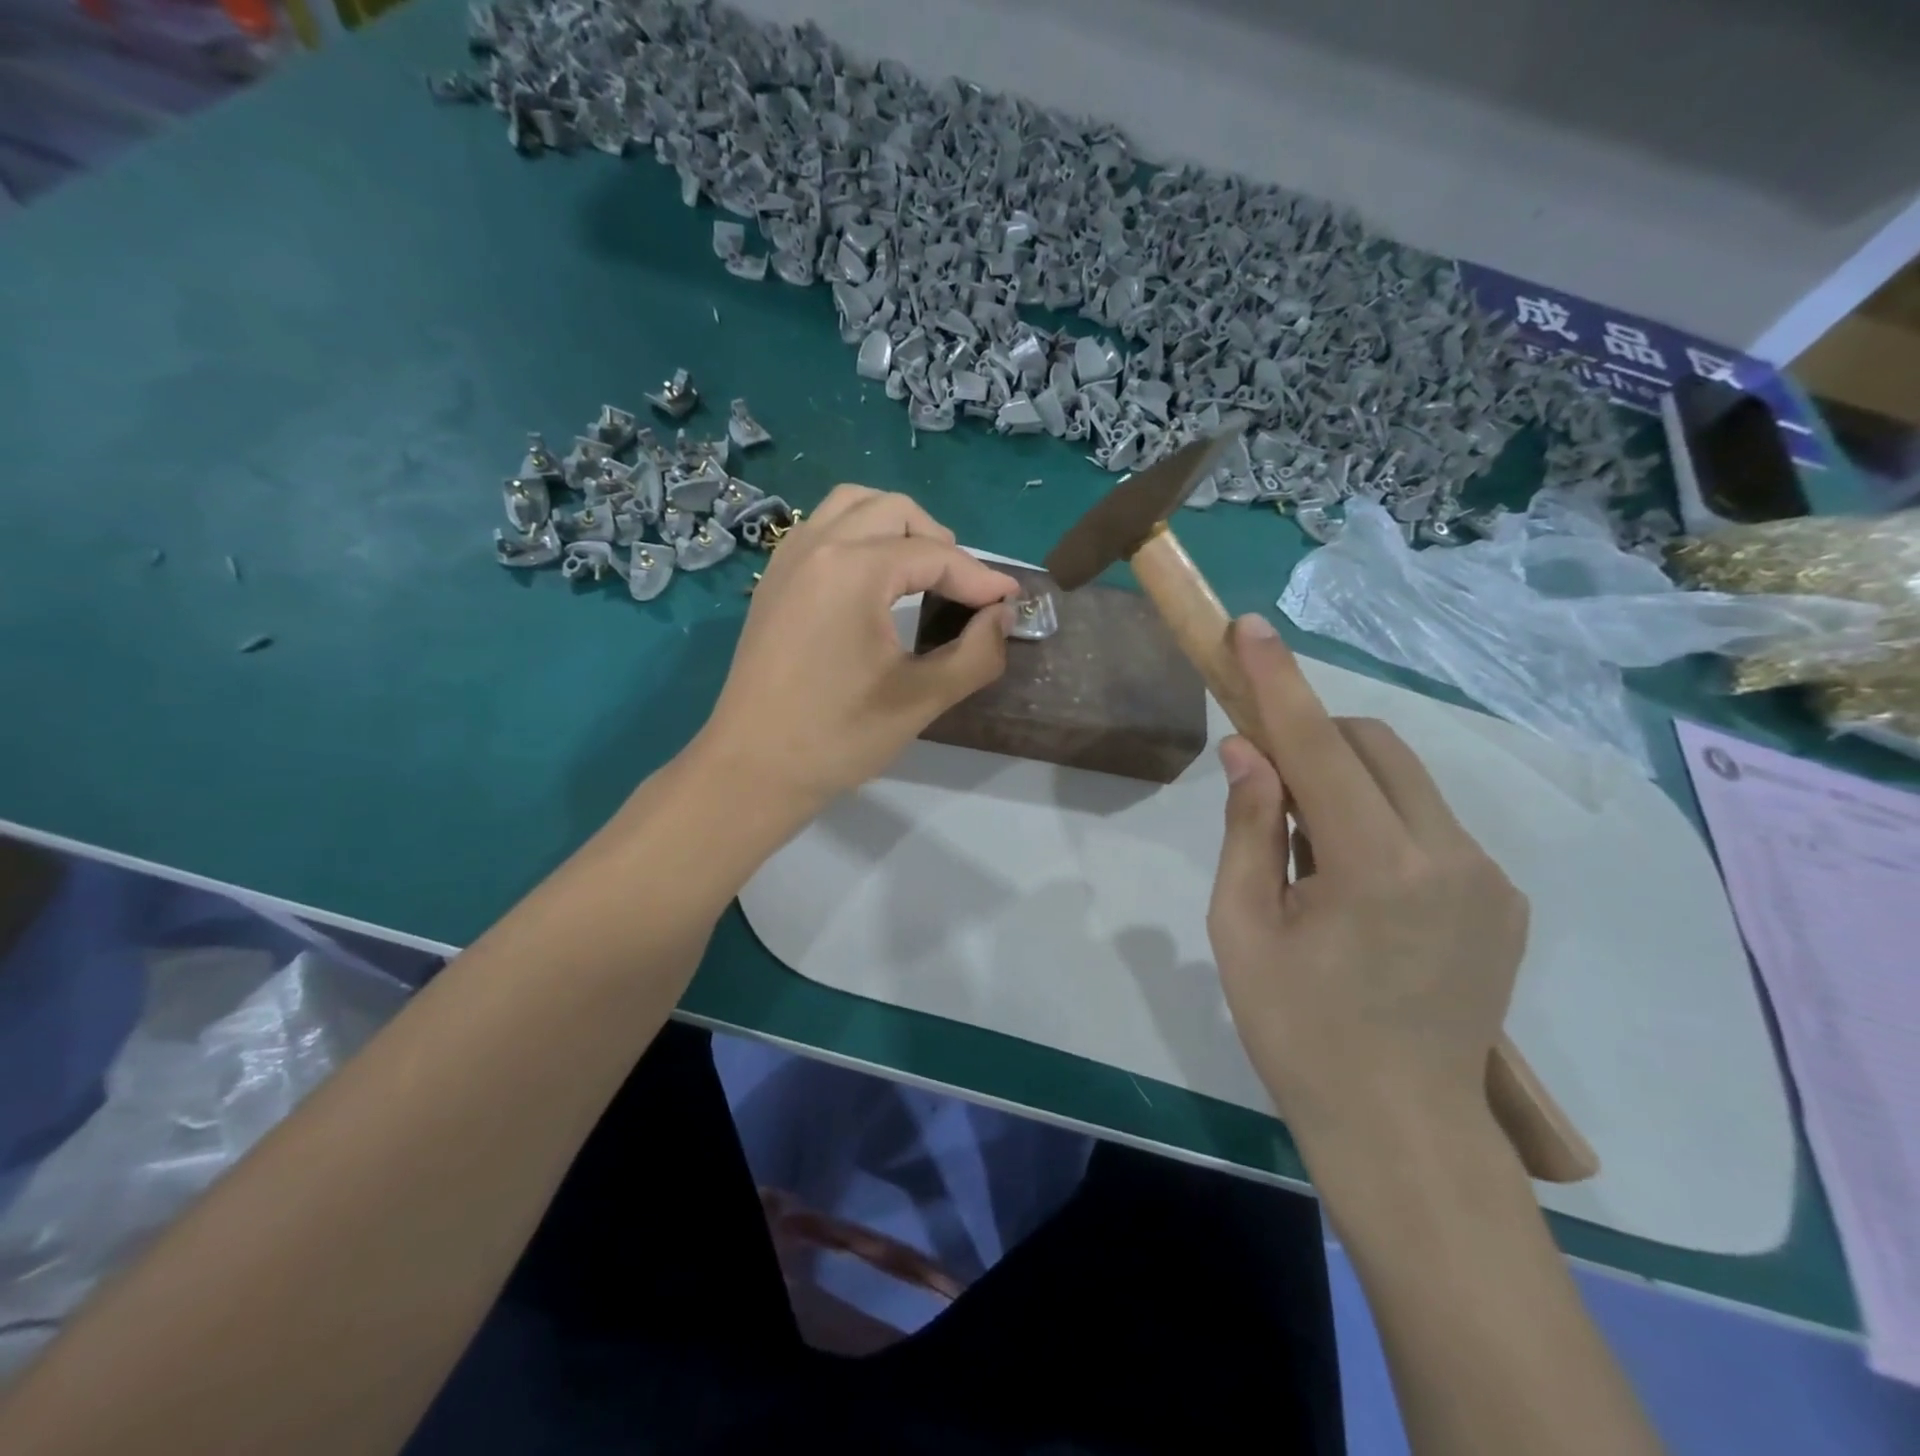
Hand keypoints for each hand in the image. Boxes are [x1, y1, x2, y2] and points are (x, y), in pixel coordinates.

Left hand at [697, 486, 1018, 811]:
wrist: (753, 769)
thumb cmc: (838, 737)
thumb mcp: (921, 699)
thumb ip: (976, 653)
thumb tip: (1002, 616)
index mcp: (853, 570)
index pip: (934, 555)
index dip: (980, 578)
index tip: (1011, 603)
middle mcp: (817, 547)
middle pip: (893, 511)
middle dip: (939, 541)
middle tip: (963, 588)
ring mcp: (788, 560)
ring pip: (852, 507)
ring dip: (895, 527)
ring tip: (921, 572)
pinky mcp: (773, 581)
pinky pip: (822, 529)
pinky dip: (858, 537)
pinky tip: (872, 582)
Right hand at [1205, 615, 1528, 1154]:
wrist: (1403, 1130)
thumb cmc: (1298, 1031)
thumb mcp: (1242, 929)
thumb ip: (1248, 830)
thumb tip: (1248, 752)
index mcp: (1377, 868)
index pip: (1321, 746)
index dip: (1279, 682)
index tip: (1250, 628)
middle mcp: (1450, 856)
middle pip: (1374, 746)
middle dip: (1314, 735)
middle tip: (1264, 777)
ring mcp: (1488, 876)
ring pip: (1405, 781)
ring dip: (1345, 781)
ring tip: (1306, 851)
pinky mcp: (1502, 898)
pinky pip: (1428, 823)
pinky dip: (1378, 818)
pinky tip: (1353, 883)